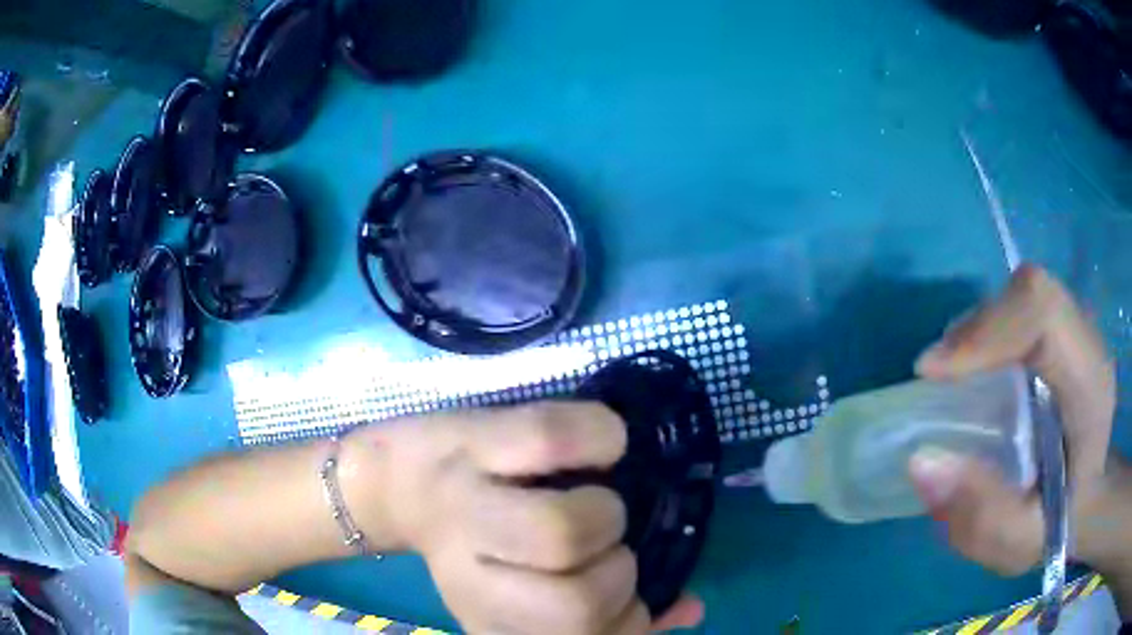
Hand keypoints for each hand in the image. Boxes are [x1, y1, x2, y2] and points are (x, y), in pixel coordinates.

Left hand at [341, 402, 704, 633]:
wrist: (393, 480)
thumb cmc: (472, 539)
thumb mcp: (524, 593)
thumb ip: (608, 610)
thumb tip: (689, 611)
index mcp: (490, 613)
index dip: (626, 623)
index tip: (628, 598)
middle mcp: (471, 570)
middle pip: (574, 602)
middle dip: (617, 575)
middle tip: (609, 550)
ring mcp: (468, 500)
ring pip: (560, 530)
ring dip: (606, 517)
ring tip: (599, 503)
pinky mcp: (470, 439)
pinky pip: (553, 437)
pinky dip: (600, 438)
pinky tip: (603, 445)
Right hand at [908, 265, 1115, 573]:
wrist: (1087, 494)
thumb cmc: (1059, 523)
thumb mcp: (1019, 542)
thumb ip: (981, 513)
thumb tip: (923, 460)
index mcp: (1090, 386)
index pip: (1045, 315)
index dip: (988, 329)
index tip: (935, 374)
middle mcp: (1085, 341)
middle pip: (1028, 296)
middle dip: (975, 332)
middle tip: (936, 381)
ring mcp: (1073, 329)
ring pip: (1019, 298)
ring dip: (976, 334)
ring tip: (951, 383)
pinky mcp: (1057, 331)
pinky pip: (1016, 311)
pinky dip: (985, 336)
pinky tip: (973, 377)